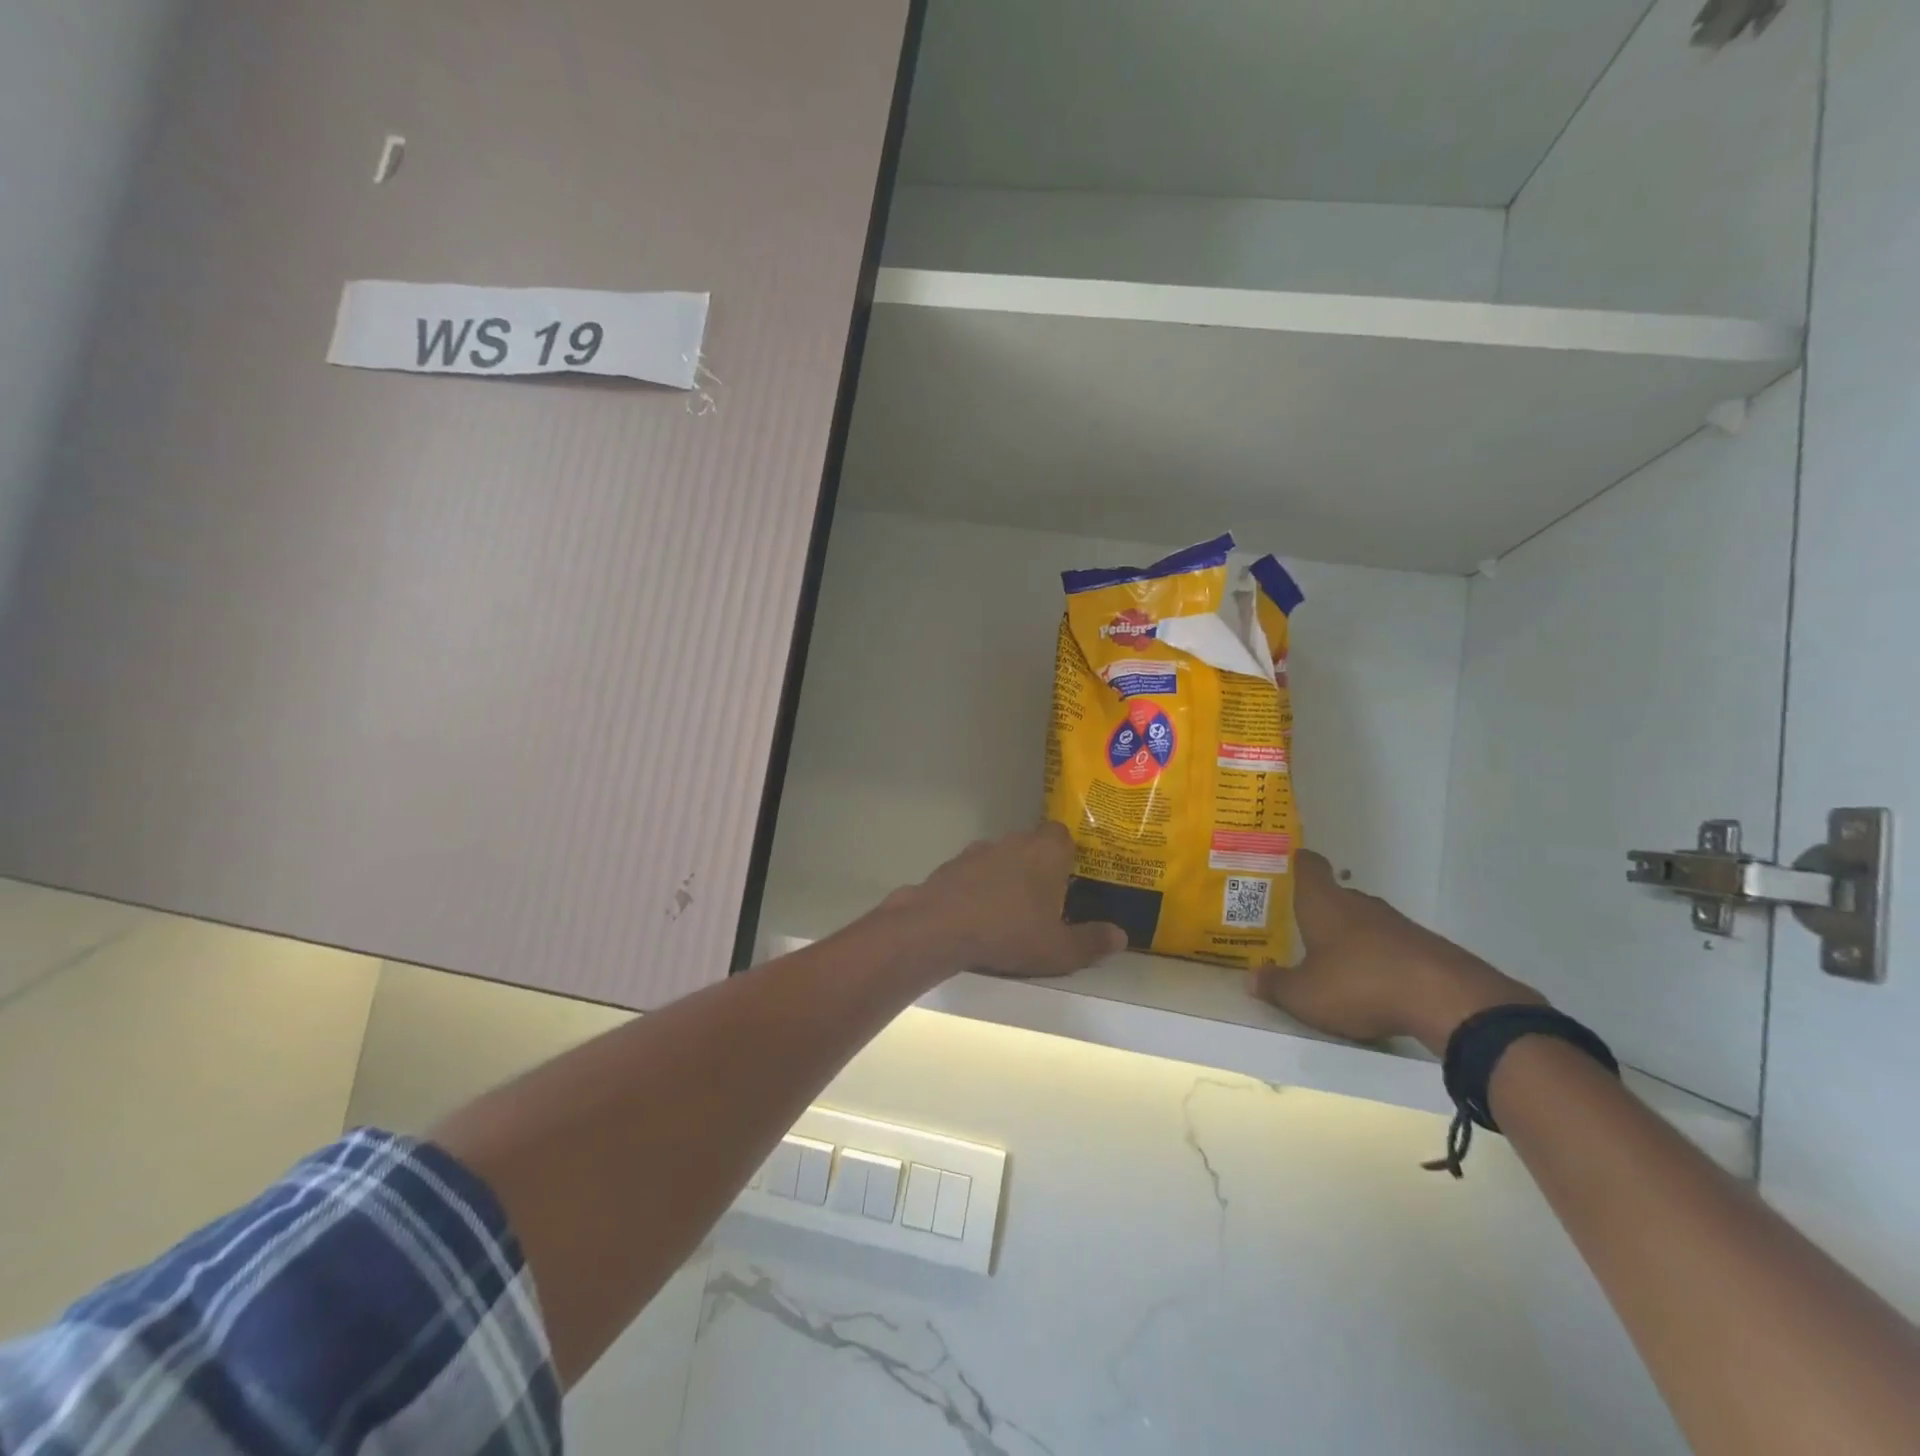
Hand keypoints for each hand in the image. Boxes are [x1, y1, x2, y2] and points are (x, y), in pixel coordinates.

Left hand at [884, 822, 1126, 980]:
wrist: (940, 926)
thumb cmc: (1009, 932)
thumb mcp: (1059, 949)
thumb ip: (1091, 942)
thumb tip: (1121, 936)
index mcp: (1047, 851)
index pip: (1064, 835)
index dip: (1069, 855)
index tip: (1072, 879)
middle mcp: (1015, 841)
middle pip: (1034, 843)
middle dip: (1040, 866)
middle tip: (1046, 898)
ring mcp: (980, 849)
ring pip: (1003, 856)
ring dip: (1009, 875)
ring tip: (1011, 909)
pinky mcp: (953, 864)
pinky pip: (976, 870)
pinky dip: (981, 886)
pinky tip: (979, 913)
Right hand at [1251, 851, 1543, 1053]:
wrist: (1448, 1000)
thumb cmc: (1360, 984)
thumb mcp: (1305, 996)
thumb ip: (1275, 986)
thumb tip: (1251, 978)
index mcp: (1324, 902)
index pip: (1308, 865)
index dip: (1294, 863)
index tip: (1281, 869)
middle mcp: (1359, 903)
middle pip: (1334, 895)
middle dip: (1317, 910)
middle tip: (1296, 929)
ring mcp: (1396, 923)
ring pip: (1363, 921)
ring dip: (1349, 937)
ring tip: (1330, 962)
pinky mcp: (1424, 947)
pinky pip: (1389, 945)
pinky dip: (1377, 959)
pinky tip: (1371, 985)